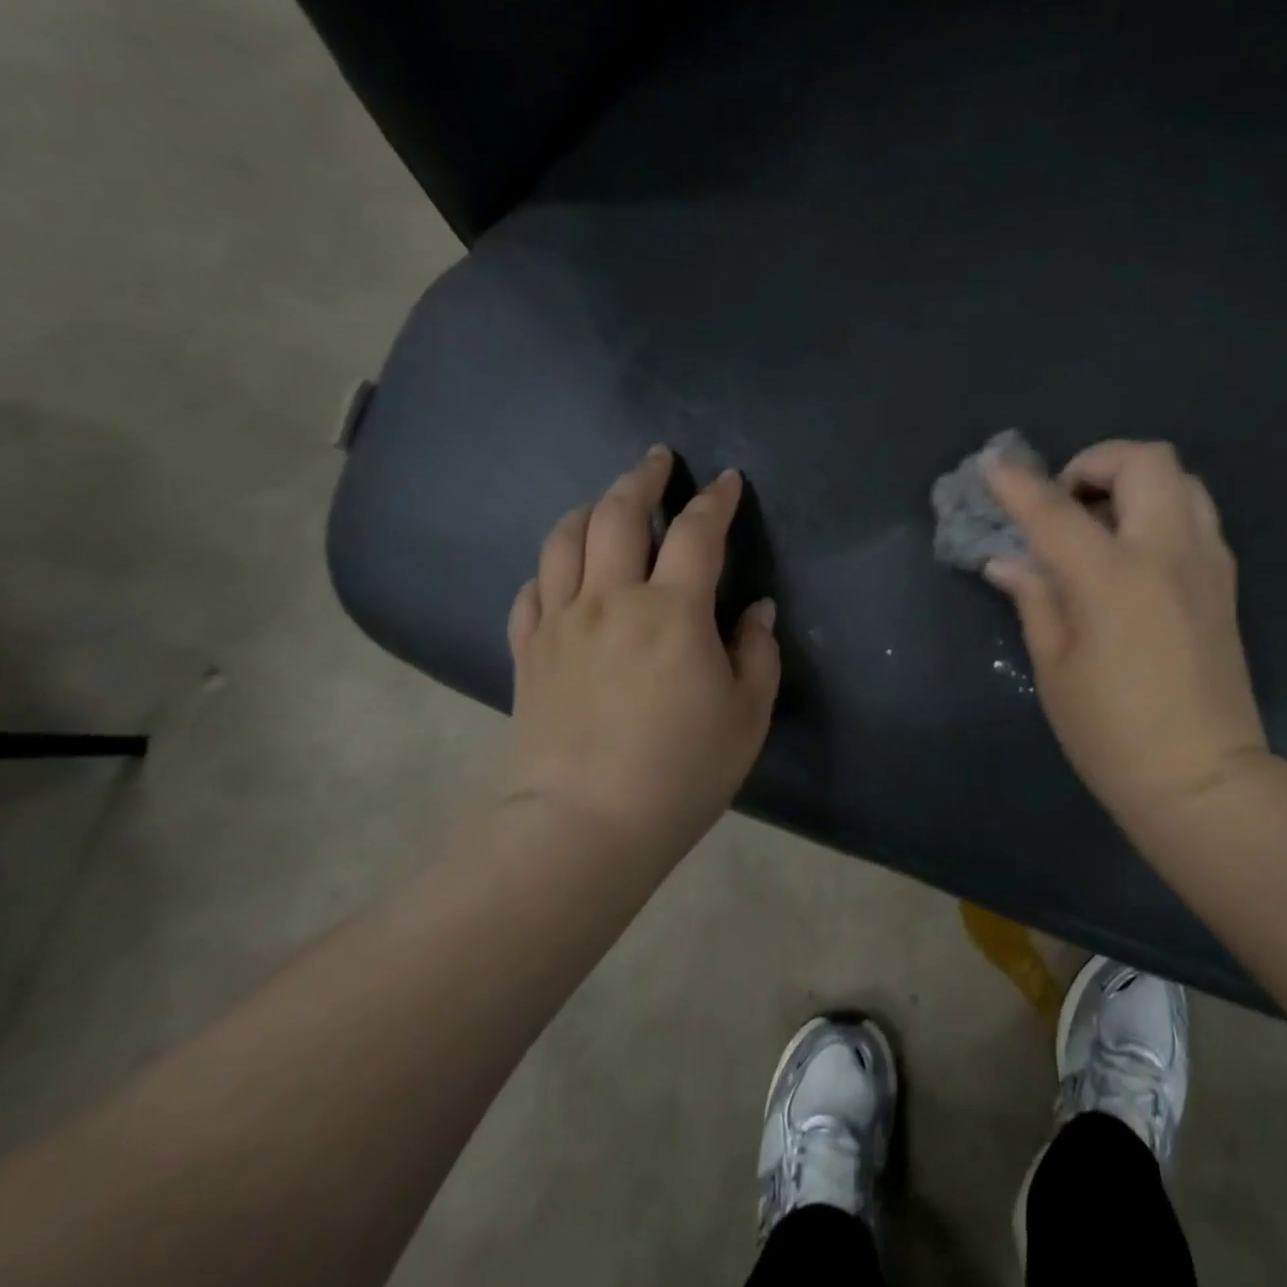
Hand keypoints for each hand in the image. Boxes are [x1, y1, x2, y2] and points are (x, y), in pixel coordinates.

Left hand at [505, 447, 780, 850]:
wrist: (584, 825)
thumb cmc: (682, 771)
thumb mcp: (747, 715)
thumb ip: (757, 653)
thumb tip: (756, 611)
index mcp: (672, 611)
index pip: (696, 532)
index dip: (715, 499)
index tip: (727, 480)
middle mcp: (611, 599)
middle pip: (617, 514)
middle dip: (641, 478)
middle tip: (657, 461)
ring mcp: (561, 622)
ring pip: (564, 539)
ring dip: (589, 508)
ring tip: (606, 502)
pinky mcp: (529, 651)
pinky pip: (532, 589)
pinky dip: (550, 566)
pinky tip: (562, 569)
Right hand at [984, 439, 1267, 827]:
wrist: (1202, 779)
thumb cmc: (1111, 732)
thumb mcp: (1054, 666)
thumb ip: (1034, 599)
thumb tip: (1007, 561)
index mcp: (1112, 578)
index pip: (1055, 510)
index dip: (1017, 483)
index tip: (991, 464)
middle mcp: (1166, 553)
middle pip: (1144, 460)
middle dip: (1096, 462)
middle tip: (1066, 501)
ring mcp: (1205, 564)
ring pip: (1181, 478)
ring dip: (1134, 481)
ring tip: (1101, 523)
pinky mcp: (1225, 583)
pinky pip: (1197, 514)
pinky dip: (1160, 509)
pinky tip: (1133, 553)